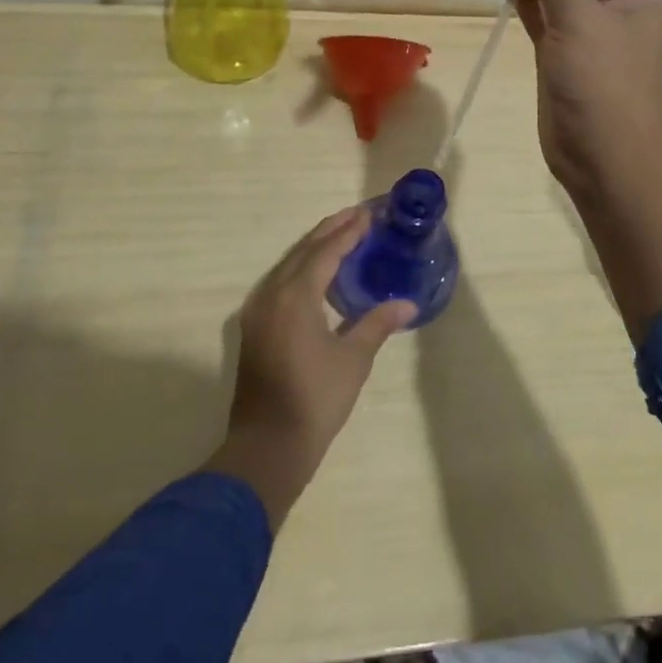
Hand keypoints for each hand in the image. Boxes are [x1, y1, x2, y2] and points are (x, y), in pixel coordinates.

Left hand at [207, 207, 415, 529]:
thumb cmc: (315, 400)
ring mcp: (257, 311)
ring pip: (287, 265)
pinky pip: (279, 282)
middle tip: (356, 216)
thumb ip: (376, 323)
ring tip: (340, 236)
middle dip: (329, 231)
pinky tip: (316, 274)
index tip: (367, 215)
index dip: (347, 232)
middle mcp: (271, 295)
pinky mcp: (254, 328)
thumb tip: (407, 304)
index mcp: (295, 297)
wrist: (267, 447)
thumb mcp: (353, 360)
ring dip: (313, 248)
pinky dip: (300, 269)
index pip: (324, 252)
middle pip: (302, 252)